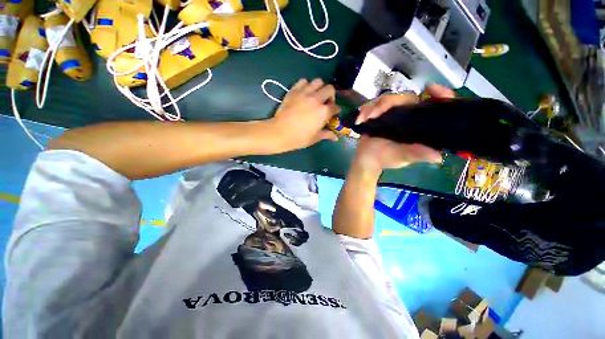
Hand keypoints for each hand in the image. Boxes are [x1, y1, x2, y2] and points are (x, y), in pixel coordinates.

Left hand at [268, 78, 339, 152]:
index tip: (333, 113)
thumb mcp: (314, 138)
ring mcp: (305, 93)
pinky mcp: (294, 91)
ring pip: (318, 81)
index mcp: (324, 112)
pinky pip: (303, 81)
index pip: (335, 107)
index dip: (336, 110)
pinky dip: (306, 85)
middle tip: (326, 103)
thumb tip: (335, 137)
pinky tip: (304, 93)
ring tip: (316, 96)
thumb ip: (326, 135)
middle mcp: (317, 99)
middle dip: (330, 95)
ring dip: (320, 88)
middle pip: (330, 89)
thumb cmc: (299, 138)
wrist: (279, 133)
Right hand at [352, 85, 454, 172]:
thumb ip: (417, 154)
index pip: (433, 104)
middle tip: (374, 115)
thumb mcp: (403, 157)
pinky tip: (360, 120)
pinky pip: (372, 105)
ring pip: (386, 99)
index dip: (438, 93)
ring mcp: (391, 113)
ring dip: (374, 108)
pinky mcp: (377, 114)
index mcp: (419, 123)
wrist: (367, 160)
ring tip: (366, 118)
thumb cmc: (387, 158)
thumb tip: (437, 158)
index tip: (430, 88)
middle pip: (405, 97)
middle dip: (388, 103)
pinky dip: (365, 111)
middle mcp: (408, 114)